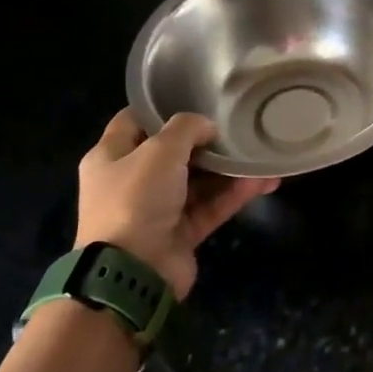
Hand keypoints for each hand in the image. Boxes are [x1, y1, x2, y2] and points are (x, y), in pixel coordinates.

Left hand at [75, 109, 277, 299]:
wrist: (132, 272)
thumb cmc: (135, 199)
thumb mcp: (159, 150)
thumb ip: (186, 128)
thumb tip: (208, 127)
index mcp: (110, 157)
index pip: (134, 121)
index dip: (162, 109)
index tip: (196, 99)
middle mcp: (131, 181)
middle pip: (172, 153)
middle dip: (205, 141)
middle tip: (236, 126)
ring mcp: (156, 210)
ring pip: (197, 181)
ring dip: (227, 170)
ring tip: (259, 155)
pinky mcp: (179, 234)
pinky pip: (210, 207)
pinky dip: (233, 195)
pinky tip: (262, 181)